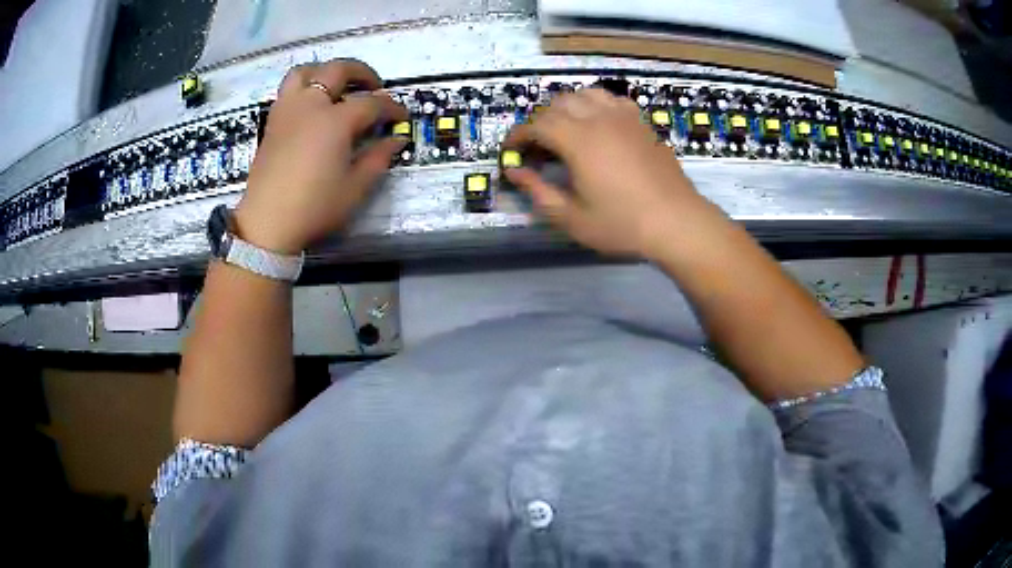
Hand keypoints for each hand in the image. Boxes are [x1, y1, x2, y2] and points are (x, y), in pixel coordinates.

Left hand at [234, 59, 407, 253]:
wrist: (267, 223)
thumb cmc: (314, 207)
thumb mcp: (355, 188)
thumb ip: (378, 158)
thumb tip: (396, 139)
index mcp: (335, 121)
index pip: (372, 103)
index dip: (392, 108)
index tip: (402, 118)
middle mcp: (311, 105)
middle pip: (338, 70)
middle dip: (362, 73)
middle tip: (375, 87)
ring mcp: (288, 111)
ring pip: (306, 72)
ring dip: (326, 71)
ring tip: (337, 85)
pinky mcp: (273, 122)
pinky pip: (288, 90)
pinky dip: (305, 87)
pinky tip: (313, 106)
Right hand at [503, 88, 719, 259]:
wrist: (676, 221)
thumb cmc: (622, 224)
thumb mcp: (572, 218)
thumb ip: (538, 192)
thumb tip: (515, 172)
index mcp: (578, 140)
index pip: (536, 124)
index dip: (518, 135)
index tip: (511, 151)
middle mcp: (599, 119)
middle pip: (558, 103)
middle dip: (540, 121)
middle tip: (538, 148)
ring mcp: (624, 117)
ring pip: (586, 94)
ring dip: (567, 108)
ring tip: (565, 131)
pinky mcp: (641, 123)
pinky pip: (612, 100)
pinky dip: (595, 106)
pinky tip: (598, 126)